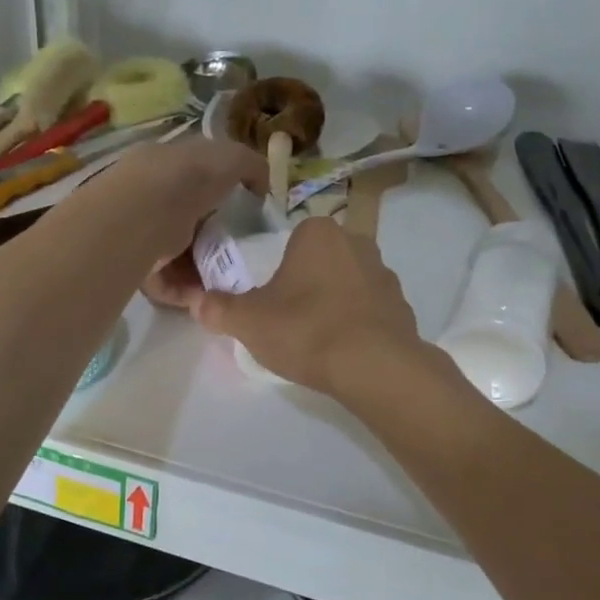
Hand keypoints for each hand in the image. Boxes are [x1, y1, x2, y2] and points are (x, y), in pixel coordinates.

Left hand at [91, 138, 264, 303]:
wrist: (144, 212)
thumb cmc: (190, 178)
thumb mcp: (232, 158)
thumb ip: (251, 167)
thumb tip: (261, 188)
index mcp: (170, 164)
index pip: (198, 178)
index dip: (223, 196)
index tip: (246, 218)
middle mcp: (151, 195)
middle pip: (189, 220)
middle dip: (215, 239)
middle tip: (239, 255)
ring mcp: (140, 230)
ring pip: (177, 253)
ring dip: (202, 269)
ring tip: (225, 282)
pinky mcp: (133, 262)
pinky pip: (164, 279)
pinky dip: (184, 289)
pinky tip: (203, 295)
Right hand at [192, 218, 425, 396]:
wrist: (374, 367)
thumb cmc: (306, 330)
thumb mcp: (248, 322)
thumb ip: (219, 309)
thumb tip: (197, 302)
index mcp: (318, 233)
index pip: (290, 242)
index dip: (276, 271)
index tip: (269, 302)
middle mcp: (357, 242)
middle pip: (319, 262)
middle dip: (305, 286)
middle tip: (288, 321)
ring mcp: (385, 274)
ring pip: (347, 285)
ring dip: (333, 305)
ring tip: (316, 341)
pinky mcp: (403, 307)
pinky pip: (369, 311)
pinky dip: (357, 325)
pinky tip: (344, 352)